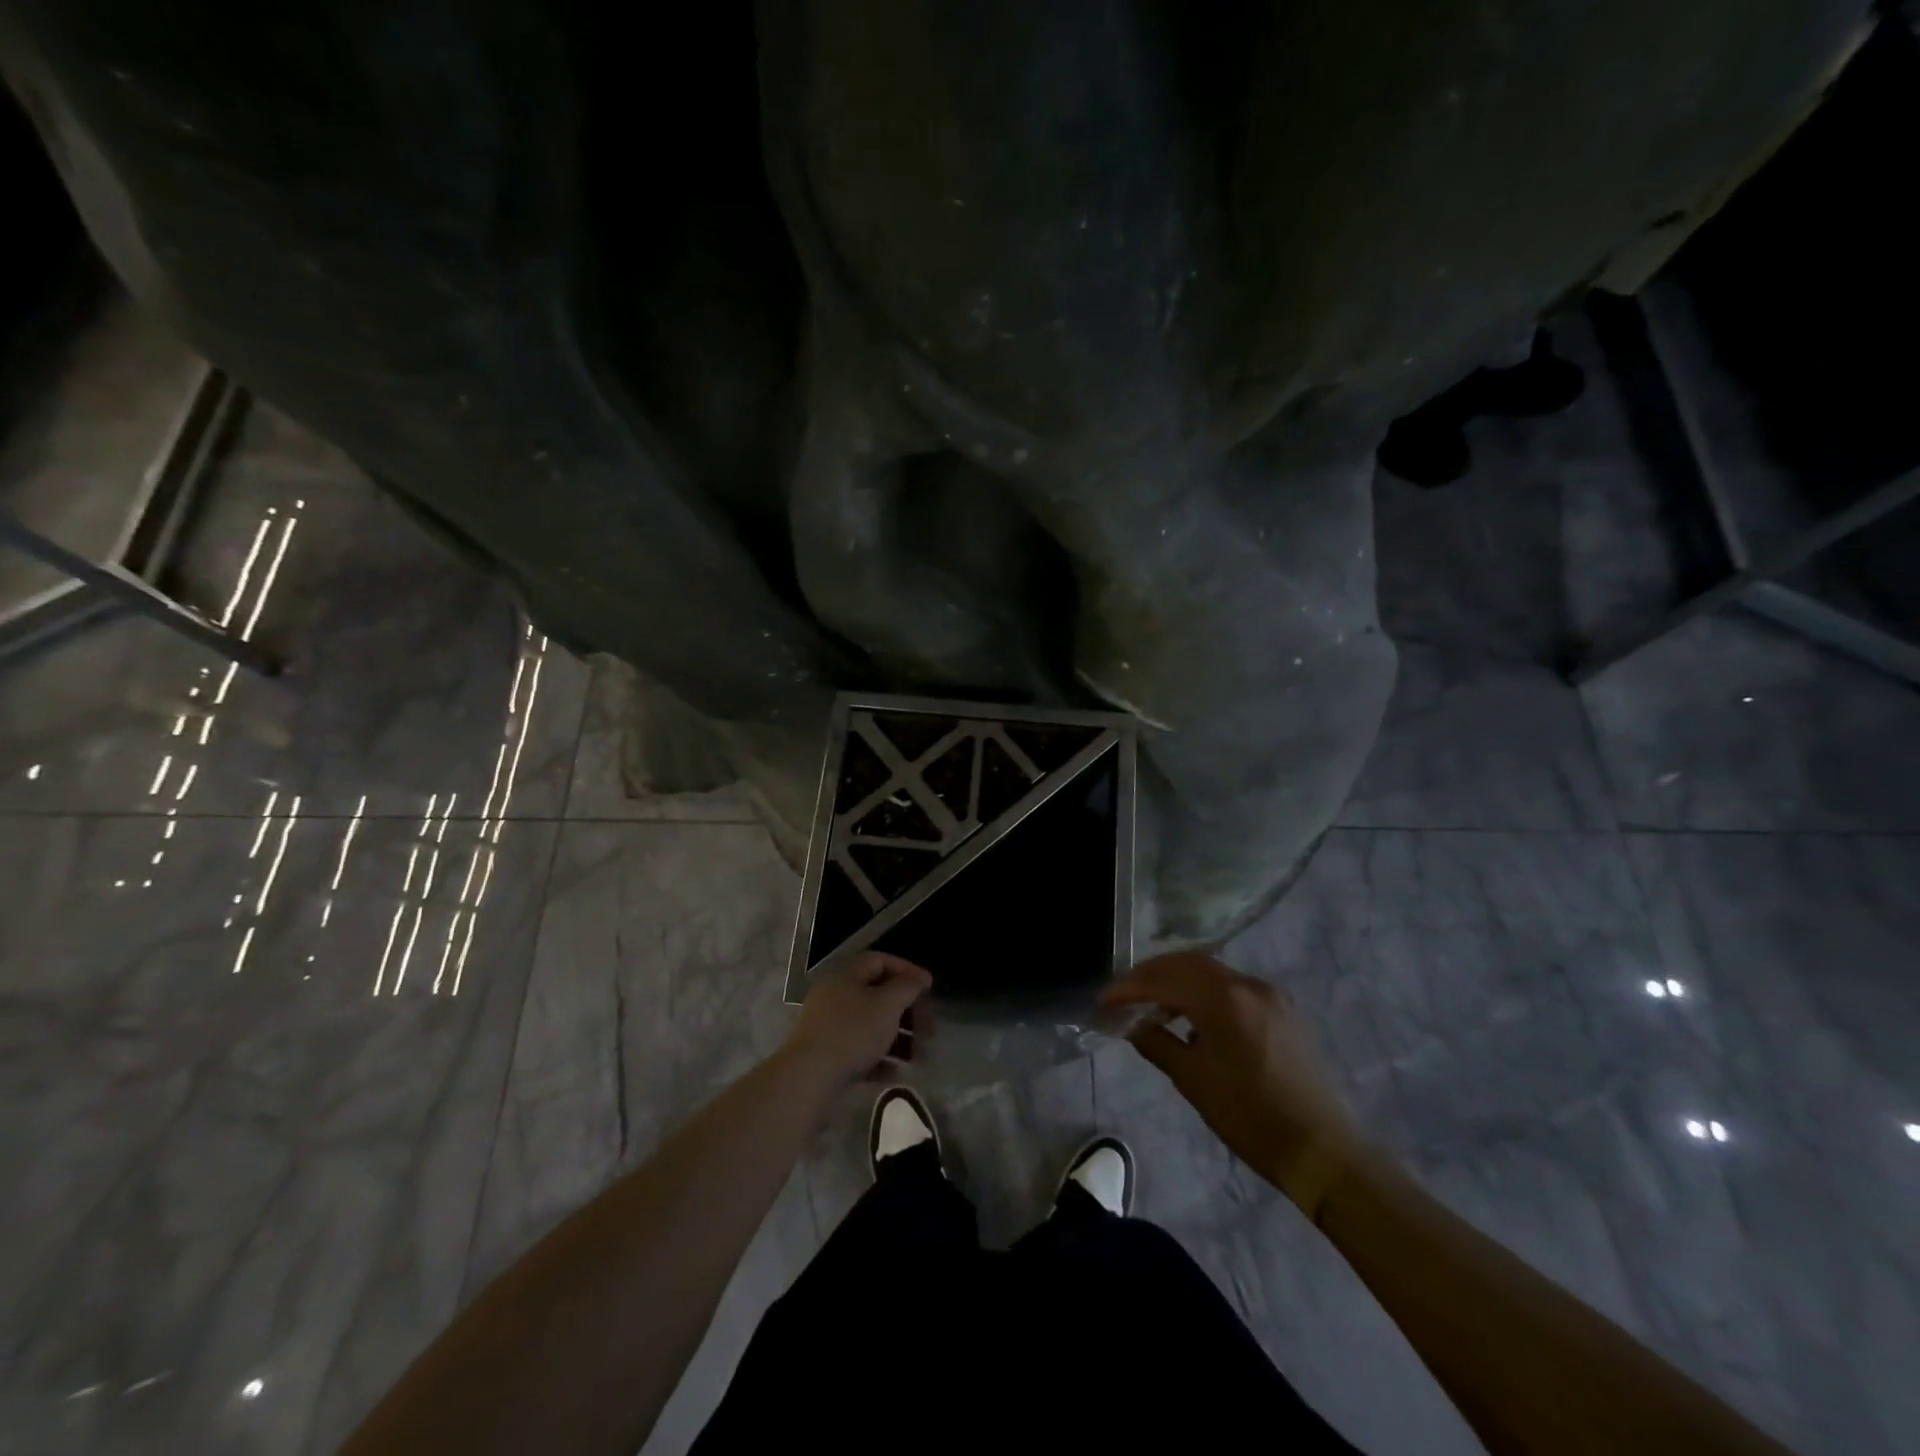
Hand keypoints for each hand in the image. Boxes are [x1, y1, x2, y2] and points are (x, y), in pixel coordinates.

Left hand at [783, 952, 932, 1089]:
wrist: (808, 1078)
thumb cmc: (852, 1032)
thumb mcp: (887, 1004)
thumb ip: (906, 987)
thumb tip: (916, 979)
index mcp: (846, 975)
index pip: (881, 960)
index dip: (908, 970)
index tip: (929, 988)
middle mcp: (835, 995)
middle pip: (878, 995)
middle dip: (907, 1012)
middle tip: (928, 1030)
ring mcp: (828, 1026)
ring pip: (871, 1025)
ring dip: (898, 1038)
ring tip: (918, 1057)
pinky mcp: (826, 1055)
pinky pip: (859, 1050)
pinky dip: (880, 1058)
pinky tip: (896, 1073)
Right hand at [1102, 952, 1364, 1216]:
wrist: (1321, 1149)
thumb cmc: (1249, 1117)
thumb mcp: (1193, 1081)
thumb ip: (1157, 1043)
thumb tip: (1132, 1025)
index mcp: (1224, 999)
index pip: (1164, 979)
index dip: (1130, 987)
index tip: (1104, 1000)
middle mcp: (1248, 984)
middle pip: (1188, 963)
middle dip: (1152, 974)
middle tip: (1125, 992)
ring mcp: (1269, 994)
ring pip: (1212, 972)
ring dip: (1179, 981)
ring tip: (1154, 1005)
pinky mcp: (1282, 1009)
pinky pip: (1233, 987)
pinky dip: (1205, 992)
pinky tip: (1193, 1016)